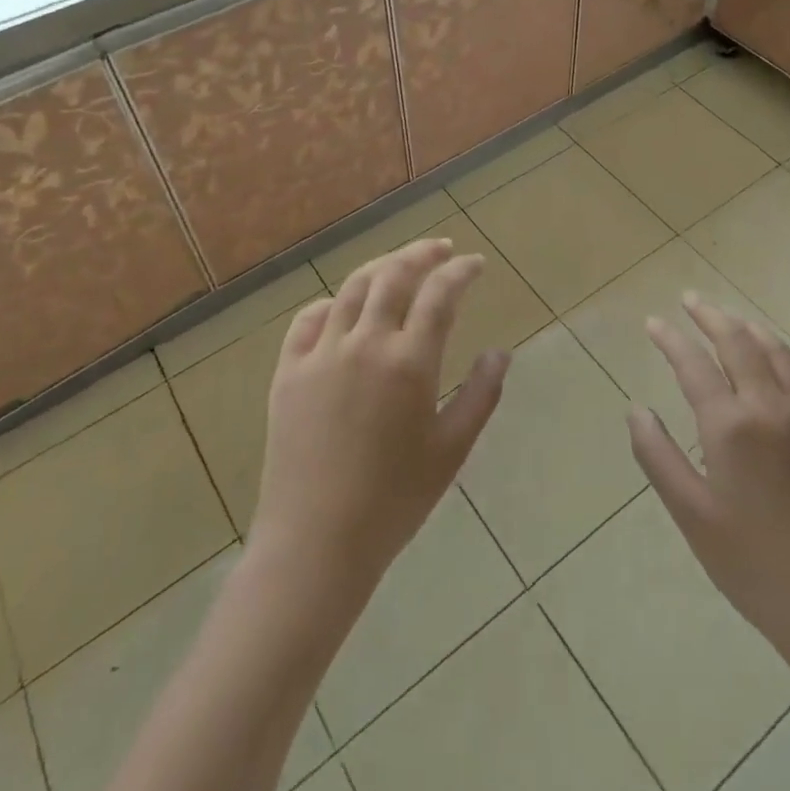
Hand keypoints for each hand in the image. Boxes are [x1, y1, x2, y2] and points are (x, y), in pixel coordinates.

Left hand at [248, 238, 507, 602]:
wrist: (316, 542)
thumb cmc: (394, 501)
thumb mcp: (451, 450)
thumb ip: (480, 395)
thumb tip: (500, 353)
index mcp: (409, 362)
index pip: (440, 294)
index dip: (461, 271)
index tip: (475, 264)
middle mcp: (365, 343)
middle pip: (394, 275)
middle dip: (422, 253)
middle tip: (440, 249)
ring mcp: (321, 353)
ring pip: (353, 288)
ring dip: (381, 267)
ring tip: (399, 266)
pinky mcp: (288, 370)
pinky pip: (309, 319)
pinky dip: (333, 303)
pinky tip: (344, 308)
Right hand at [628, 295, 789, 661]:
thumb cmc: (753, 564)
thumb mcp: (691, 515)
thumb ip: (658, 455)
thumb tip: (636, 409)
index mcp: (731, 426)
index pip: (693, 363)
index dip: (670, 338)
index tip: (653, 322)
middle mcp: (773, 408)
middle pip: (739, 342)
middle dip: (710, 315)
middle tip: (690, 300)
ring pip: (780, 352)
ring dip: (751, 328)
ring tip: (732, 319)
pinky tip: (789, 354)